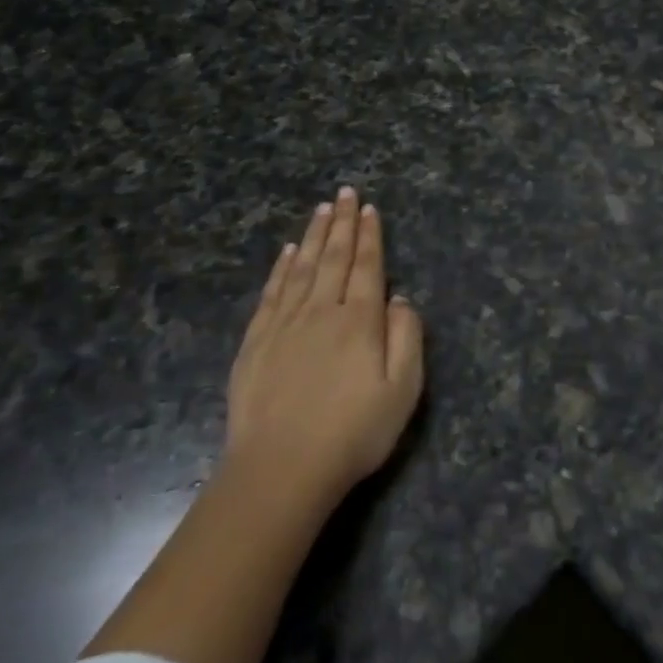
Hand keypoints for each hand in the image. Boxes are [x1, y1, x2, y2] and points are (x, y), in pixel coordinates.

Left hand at [226, 187, 424, 502]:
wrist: (280, 470)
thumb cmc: (352, 433)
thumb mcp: (402, 390)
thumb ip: (407, 338)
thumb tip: (399, 299)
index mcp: (360, 320)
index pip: (367, 266)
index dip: (370, 236)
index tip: (369, 208)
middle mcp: (322, 311)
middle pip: (334, 258)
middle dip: (342, 223)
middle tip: (345, 192)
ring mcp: (284, 325)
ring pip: (302, 267)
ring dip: (314, 235)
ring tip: (321, 209)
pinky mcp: (256, 342)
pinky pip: (272, 292)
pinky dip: (281, 267)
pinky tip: (287, 252)